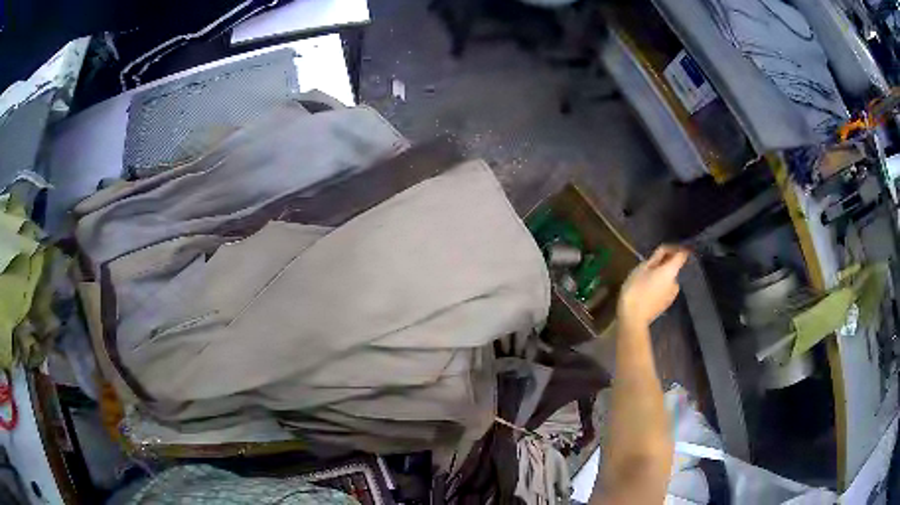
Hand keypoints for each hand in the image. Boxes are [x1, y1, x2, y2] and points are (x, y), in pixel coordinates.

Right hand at [618, 245, 688, 326]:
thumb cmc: (636, 290)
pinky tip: (646, 290)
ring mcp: (672, 295)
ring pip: (669, 279)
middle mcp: (676, 282)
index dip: (676, 249)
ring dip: (661, 276)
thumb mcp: (642, 269)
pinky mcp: (666, 305)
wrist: (633, 319)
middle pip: (674, 268)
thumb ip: (655, 258)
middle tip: (649, 264)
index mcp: (671, 271)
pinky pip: (665, 290)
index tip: (665, 248)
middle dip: (665, 264)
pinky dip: (659, 286)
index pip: (682, 254)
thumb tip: (665, 251)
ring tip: (645, 278)